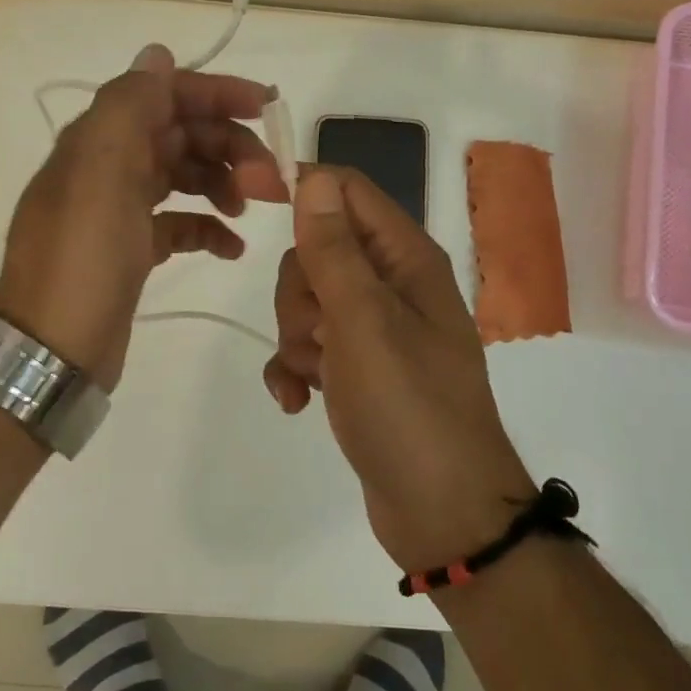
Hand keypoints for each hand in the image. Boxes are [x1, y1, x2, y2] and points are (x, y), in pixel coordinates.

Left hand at [0, 44, 285, 390]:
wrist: (52, 349)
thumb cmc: (83, 258)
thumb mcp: (102, 173)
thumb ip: (128, 106)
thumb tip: (157, 54)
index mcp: (102, 139)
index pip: (166, 94)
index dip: (217, 94)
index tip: (268, 109)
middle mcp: (109, 166)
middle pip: (181, 135)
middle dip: (230, 147)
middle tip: (271, 183)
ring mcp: (119, 209)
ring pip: (184, 176)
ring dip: (223, 183)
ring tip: (250, 211)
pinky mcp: (131, 249)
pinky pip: (178, 222)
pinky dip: (207, 227)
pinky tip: (230, 247)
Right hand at [263, 166, 537, 570]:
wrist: (443, 513)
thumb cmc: (407, 406)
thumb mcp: (364, 322)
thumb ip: (334, 249)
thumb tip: (313, 177)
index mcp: (406, 259)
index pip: (347, 191)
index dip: (299, 186)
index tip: (247, 196)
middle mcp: (395, 286)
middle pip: (320, 250)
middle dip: (298, 291)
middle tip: (314, 333)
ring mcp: (379, 331)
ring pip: (310, 302)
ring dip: (295, 337)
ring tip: (312, 376)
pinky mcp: (362, 371)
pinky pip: (312, 347)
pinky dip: (297, 368)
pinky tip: (296, 400)